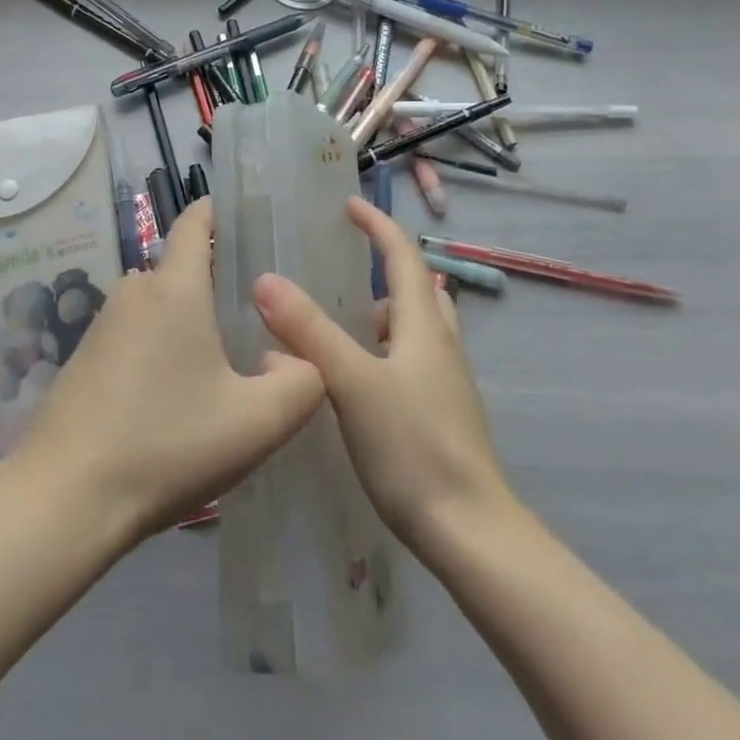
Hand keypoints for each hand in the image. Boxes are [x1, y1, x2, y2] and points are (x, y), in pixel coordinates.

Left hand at [11, 199, 325, 542]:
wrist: (65, 496)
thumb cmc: (166, 444)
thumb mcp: (256, 422)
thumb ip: (301, 383)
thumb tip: (295, 357)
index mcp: (174, 288)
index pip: (194, 223)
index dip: (218, 211)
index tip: (245, 217)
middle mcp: (134, 292)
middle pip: (180, 268)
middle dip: (214, 282)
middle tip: (255, 315)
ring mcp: (103, 324)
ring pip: (158, 306)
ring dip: (187, 321)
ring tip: (221, 361)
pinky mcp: (85, 358)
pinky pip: (135, 334)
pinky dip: (159, 347)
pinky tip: (173, 396)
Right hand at [253, 197, 520, 559]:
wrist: (473, 535)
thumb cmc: (413, 448)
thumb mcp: (352, 383)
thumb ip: (309, 330)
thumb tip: (266, 280)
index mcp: (423, 326)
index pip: (402, 255)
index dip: (377, 224)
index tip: (348, 204)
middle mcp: (441, 345)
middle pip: (418, 289)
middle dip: (385, 270)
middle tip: (344, 270)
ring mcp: (448, 384)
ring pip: (417, 329)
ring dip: (384, 316)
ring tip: (342, 328)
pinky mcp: (444, 416)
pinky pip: (413, 362)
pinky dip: (386, 352)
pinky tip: (357, 383)